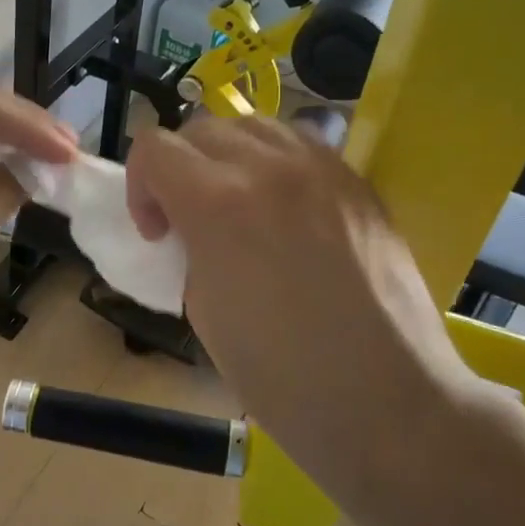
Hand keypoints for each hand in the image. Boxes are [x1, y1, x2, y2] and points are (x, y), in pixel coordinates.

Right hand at [125, 115, 500, 525]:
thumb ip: (191, 249)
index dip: (139, 186)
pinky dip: (276, 164)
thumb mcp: (203, 309)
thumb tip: (196, 231)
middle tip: (189, 218)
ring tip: (238, 204)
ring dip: (229, 156)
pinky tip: (286, 211)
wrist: (385, 400)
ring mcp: (324, 169)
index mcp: (218, 203)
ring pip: (255, 126)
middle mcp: (270, 167)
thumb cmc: (280, 375)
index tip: (155, 231)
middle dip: (180, 168)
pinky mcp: (360, 183)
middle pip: (201, 128)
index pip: (154, 148)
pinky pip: (303, 146)